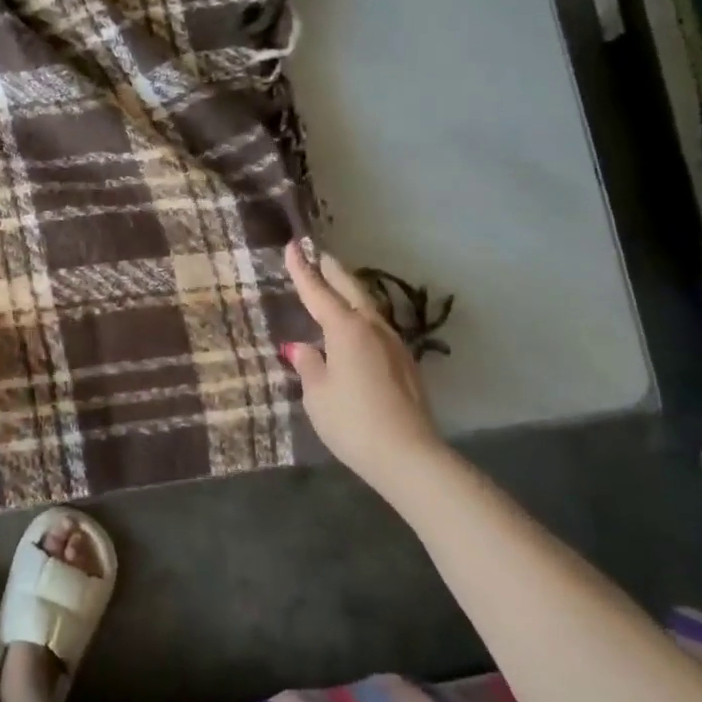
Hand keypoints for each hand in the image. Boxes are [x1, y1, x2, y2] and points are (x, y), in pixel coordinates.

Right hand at [282, 241, 444, 488]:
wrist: (408, 455)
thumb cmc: (352, 421)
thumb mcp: (317, 394)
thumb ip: (308, 365)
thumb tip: (301, 348)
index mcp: (346, 329)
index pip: (318, 292)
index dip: (302, 270)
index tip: (292, 246)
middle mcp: (372, 328)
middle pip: (350, 290)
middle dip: (332, 271)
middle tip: (317, 254)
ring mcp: (393, 345)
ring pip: (367, 307)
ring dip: (349, 292)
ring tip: (335, 285)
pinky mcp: (405, 364)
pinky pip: (376, 328)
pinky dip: (360, 316)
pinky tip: (354, 327)